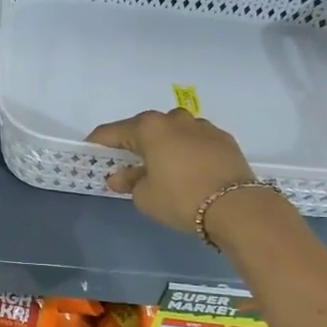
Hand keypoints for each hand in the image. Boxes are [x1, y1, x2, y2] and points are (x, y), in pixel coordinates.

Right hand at [86, 108, 257, 235]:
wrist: (237, 207)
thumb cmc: (181, 199)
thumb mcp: (145, 197)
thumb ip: (129, 182)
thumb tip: (119, 177)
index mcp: (149, 128)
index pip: (112, 132)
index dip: (98, 142)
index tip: (89, 150)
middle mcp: (174, 119)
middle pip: (144, 128)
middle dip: (133, 143)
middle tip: (126, 162)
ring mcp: (201, 126)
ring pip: (173, 132)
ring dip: (163, 145)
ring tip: (161, 166)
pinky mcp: (223, 138)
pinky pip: (195, 141)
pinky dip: (186, 151)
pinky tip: (188, 169)